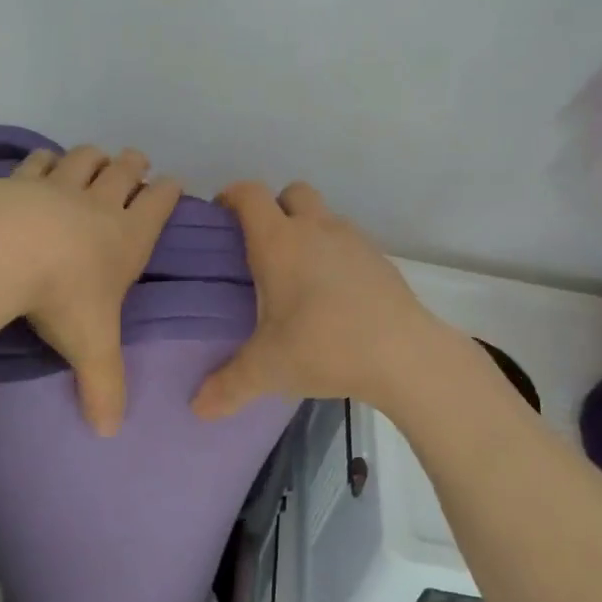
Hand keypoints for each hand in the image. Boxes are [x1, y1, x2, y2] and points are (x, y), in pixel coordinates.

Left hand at [3, 145, 181, 434]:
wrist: (4, 249)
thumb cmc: (63, 295)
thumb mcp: (91, 347)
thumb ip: (104, 388)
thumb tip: (108, 432)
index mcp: (127, 237)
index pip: (158, 204)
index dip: (168, 191)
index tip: (172, 183)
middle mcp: (98, 204)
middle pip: (124, 171)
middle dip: (134, 165)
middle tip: (136, 162)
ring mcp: (58, 186)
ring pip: (84, 159)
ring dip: (94, 157)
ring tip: (95, 159)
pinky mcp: (19, 180)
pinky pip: (38, 161)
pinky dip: (45, 159)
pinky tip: (42, 162)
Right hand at [192, 181, 444, 419]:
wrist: (404, 354)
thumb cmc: (324, 347)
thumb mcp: (268, 370)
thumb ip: (228, 385)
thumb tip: (198, 408)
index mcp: (279, 242)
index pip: (250, 194)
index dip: (232, 196)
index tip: (221, 217)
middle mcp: (316, 229)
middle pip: (292, 193)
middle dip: (274, 208)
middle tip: (262, 247)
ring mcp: (353, 240)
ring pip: (323, 216)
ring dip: (307, 231)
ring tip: (298, 276)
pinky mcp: (379, 259)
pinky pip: (348, 242)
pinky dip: (334, 254)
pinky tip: (333, 294)